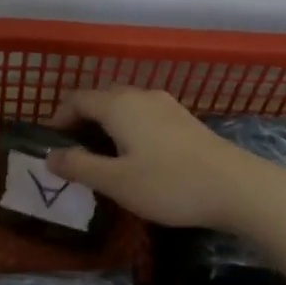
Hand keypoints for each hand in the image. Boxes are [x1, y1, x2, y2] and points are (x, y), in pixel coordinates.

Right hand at [45, 86, 266, 230]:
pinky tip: (132, 158)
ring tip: (99, 158)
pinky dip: (127, 131)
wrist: (236, 188)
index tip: (49, 145)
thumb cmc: (169, 184)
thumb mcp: (116, 182)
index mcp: (119, 105)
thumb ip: (79, 166)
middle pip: (101, 99)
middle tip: (71, 153)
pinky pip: (144, 117)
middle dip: (81, 121)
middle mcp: (141, 96)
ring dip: (105, 126)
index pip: (77, 99)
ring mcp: (167, 106)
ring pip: (124, 108)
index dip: (58, 118)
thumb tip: (50, 156)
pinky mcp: (184, 121)